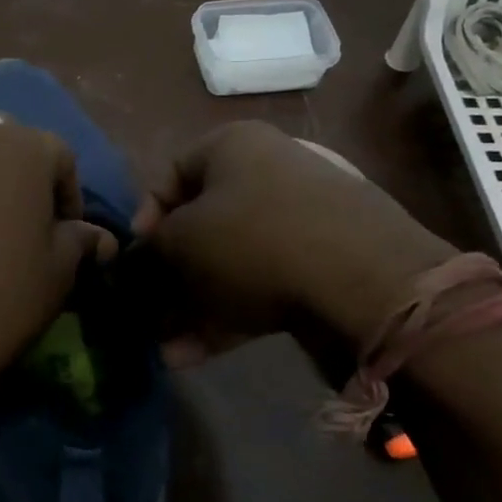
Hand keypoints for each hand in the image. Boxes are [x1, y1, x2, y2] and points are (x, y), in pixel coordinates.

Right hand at [134, 121, 455, 362]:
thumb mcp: (181, 240)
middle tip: (151, 311)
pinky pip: (265, 284)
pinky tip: (196, 356)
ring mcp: (303, 219)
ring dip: (195, 306)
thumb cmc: (253, 238)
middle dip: (172, 275)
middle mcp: (269, 172)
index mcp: (233, 146)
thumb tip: (145, 257)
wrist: (365, 281)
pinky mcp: (325, 263)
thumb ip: (152, 248)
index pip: (172, 173)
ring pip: (232, 262)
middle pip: (204, 224)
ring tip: (169, 350)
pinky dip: (230, 315)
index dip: (145, 217)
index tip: (136, 256)